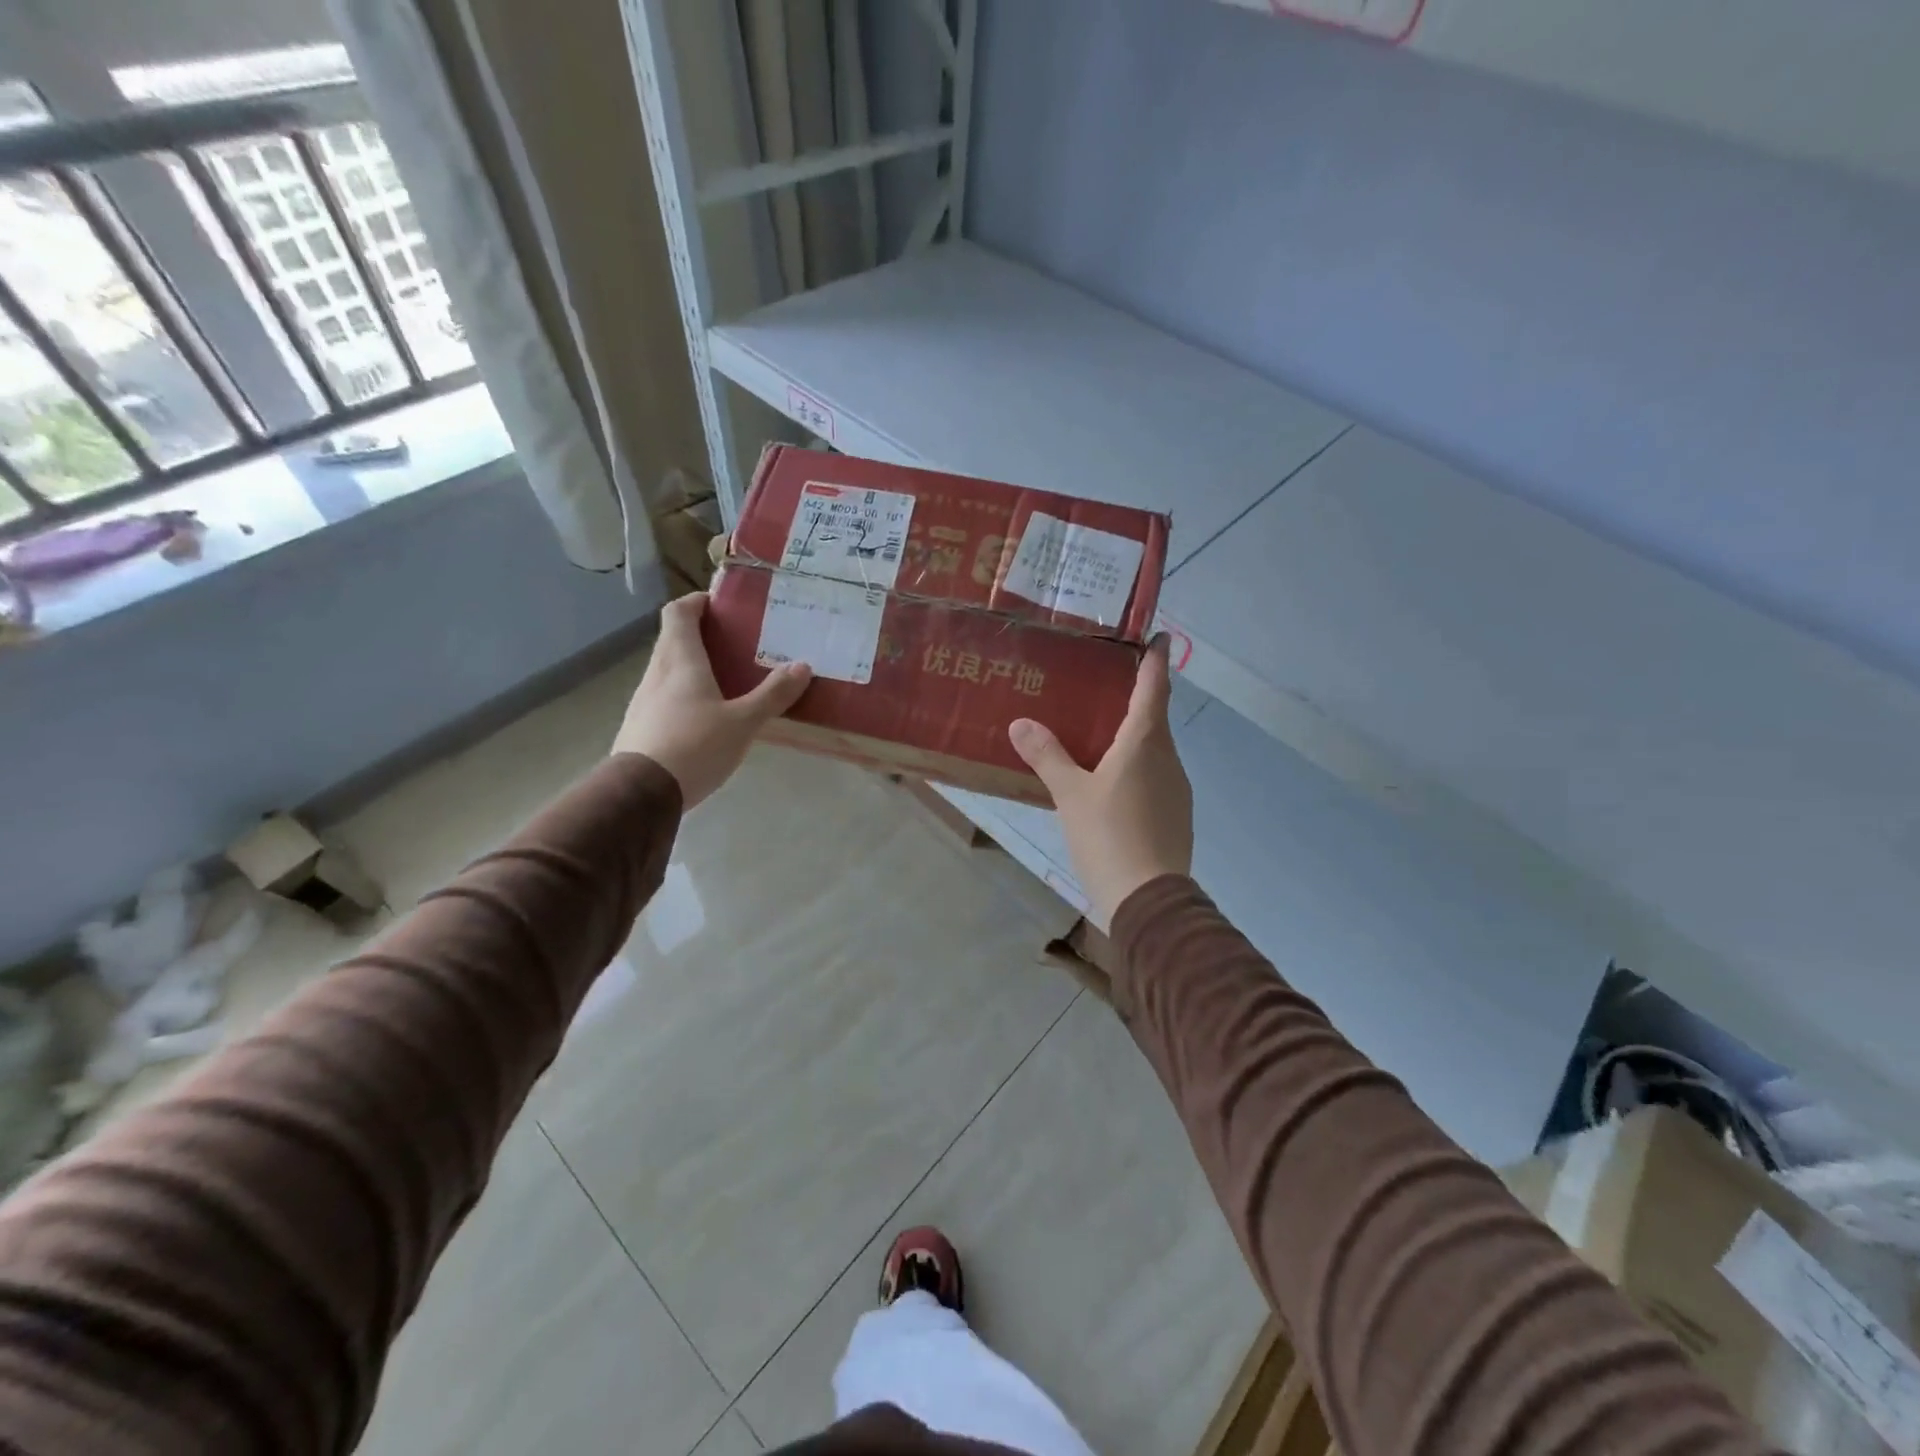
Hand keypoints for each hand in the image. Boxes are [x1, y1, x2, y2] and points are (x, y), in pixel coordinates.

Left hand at [613, 592, 811, 808]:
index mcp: (680, 660)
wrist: (640, 794)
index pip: (679, 612)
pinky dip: (684, 694)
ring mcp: (643, 700)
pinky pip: (664, 697)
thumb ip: (773, 694)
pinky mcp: (640, 726)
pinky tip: (706, 718)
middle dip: (701, 635)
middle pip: (673, 639)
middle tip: (736, 644)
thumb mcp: (743, 722)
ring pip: (668, 669)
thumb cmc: (694, 746)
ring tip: (727, 681)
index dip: (697, 602)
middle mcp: (657, 672)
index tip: (720, 605)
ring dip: (693, 666)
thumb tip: (803, 666)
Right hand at [1009, 634, 1192, 926]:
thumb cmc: (1109, 836)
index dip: (1156, 661)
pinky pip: (1155, 777)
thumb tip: (1021, 723)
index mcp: (1145, 744)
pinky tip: (1113, 784)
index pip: (1154, 689)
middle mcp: (1167, 759)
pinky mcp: (1175, 815)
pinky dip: (1137, 768)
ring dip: (1135, 738)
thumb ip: (1047, 756)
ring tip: (1103, 735)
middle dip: (1138, 700)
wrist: (1149, 900)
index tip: (1159, 637)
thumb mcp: (1070, 795)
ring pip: (1155, 751)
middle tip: (1108, 686)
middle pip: (1155, 719)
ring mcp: (1176, 789)